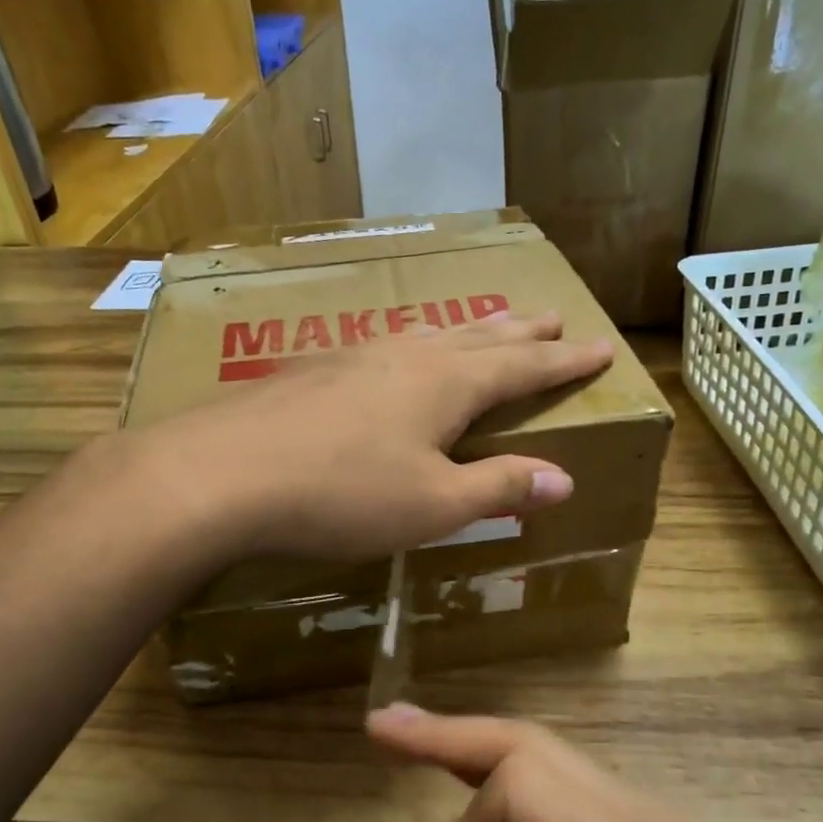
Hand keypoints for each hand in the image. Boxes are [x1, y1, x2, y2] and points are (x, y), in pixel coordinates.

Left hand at [142, 312, 611, 561]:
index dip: (564, 361)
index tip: (600, 346)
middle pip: (479, 336)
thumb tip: (564, 479)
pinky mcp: (313, 369)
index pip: (523, 366)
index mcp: (447, 385)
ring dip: (468, 331)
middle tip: (553, 316)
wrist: (221, 473)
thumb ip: (499, 488)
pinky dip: (413, 347)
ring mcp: (355, 355)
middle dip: (521, 331)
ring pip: (429, 335)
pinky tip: (396, 356)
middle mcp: (406, 356)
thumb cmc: (341, 495)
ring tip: (487, 326)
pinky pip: (384, 347)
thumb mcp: (433, 505)